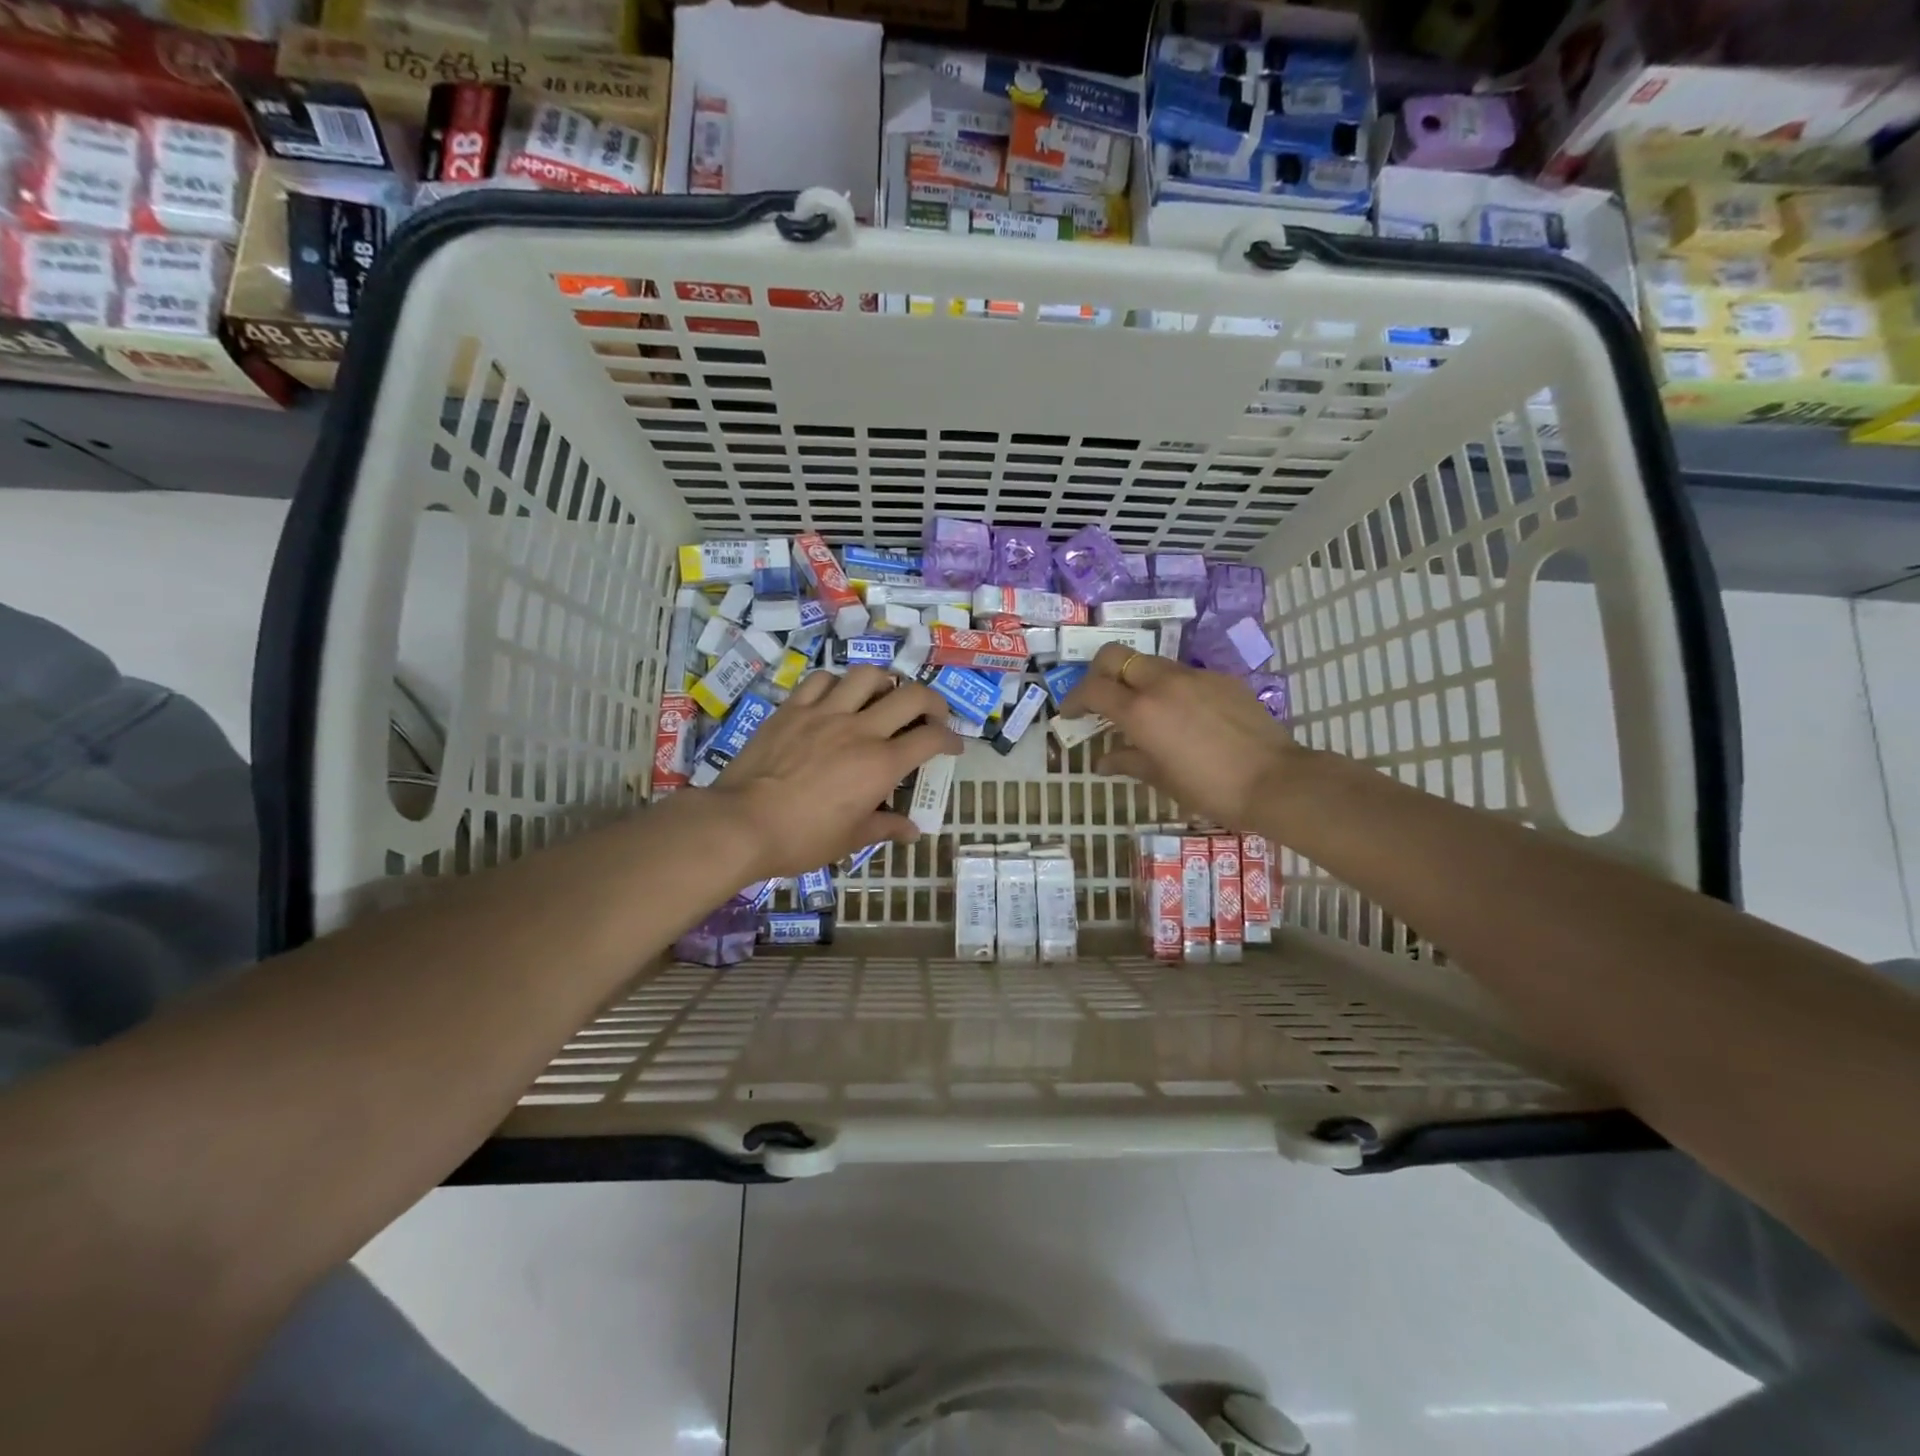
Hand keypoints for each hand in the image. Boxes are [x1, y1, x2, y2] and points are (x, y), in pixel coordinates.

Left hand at [708, 666, 959, 880]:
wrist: (742, 824)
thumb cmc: (801, 839)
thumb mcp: (849, 840)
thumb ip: (885, 828)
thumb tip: (912, 831)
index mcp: (880, 765)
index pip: (931, 739)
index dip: (950, 739)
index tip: (953, 745)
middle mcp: (860, 730)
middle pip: (911, 696)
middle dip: (932, 701)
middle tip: (931, 715)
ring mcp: (825, 713)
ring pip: (867, 675)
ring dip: (885, 682)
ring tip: (884, 696)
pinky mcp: (793, 708)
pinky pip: (821, 680)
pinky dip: (837, 684)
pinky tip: (837, 696)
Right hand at [1062, 643, 1296, 831]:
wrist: (1277, 781)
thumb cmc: (1211, 788)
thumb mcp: (1162, 779)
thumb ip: (1127, 761)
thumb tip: (1102, 761)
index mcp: (1141, 711)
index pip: (1093, 689)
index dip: (1074, 699)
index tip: (1070, 714)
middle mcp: (1163, 683)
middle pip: (1116, 655)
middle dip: (1098, 672)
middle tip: (1100, 698)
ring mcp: (1195, 676)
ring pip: (1151, 662)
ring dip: (1136, 679)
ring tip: (1142, 709)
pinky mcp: (1222, 679)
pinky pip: (1184, 675)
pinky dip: (1170, 688)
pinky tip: (1183, 716)